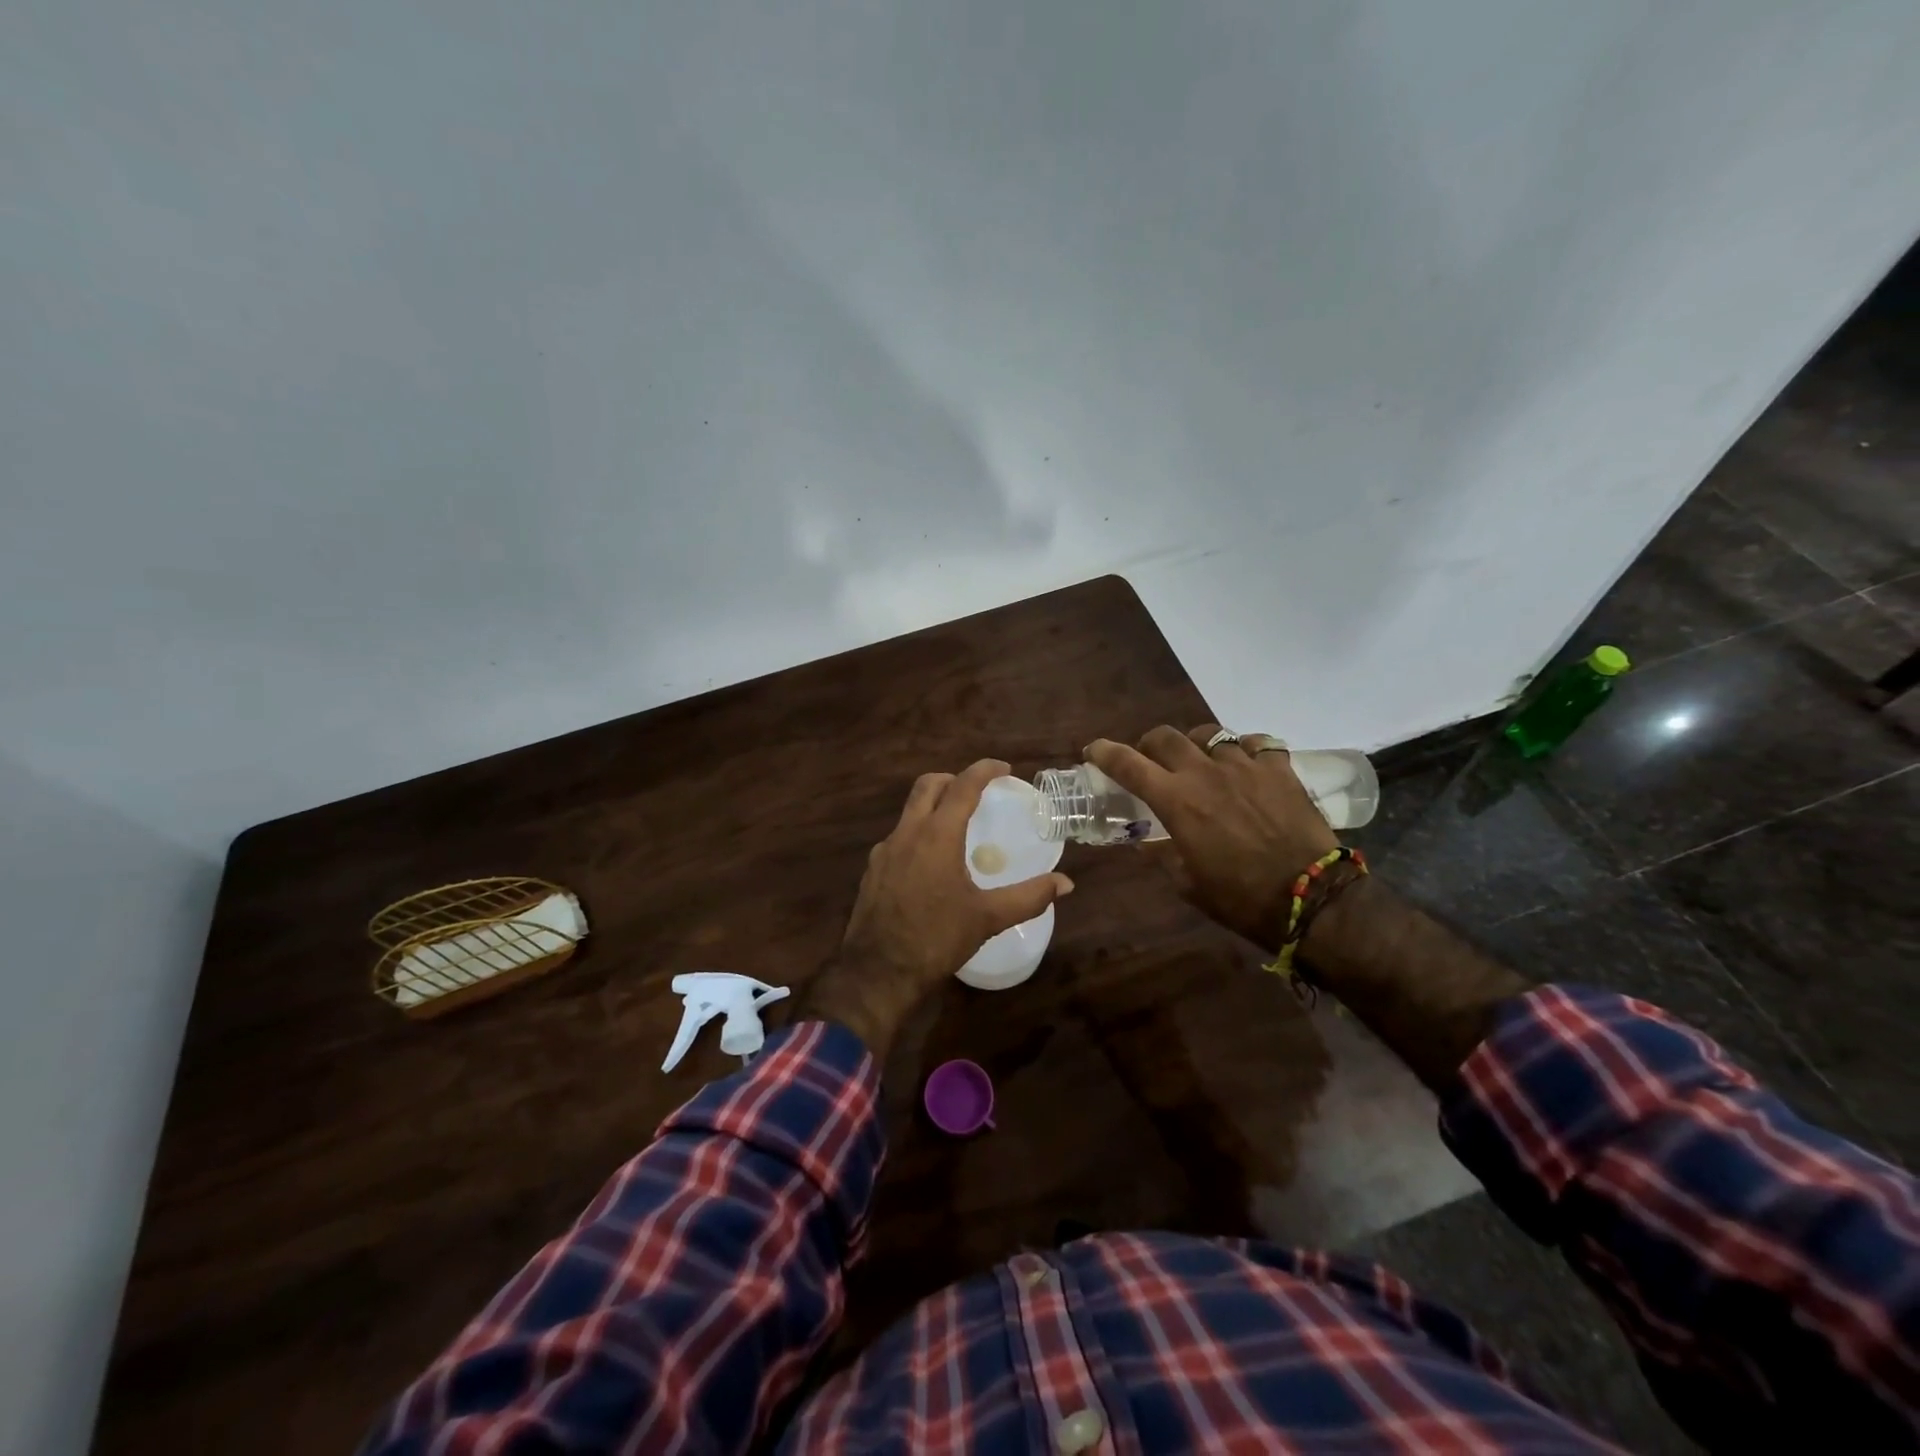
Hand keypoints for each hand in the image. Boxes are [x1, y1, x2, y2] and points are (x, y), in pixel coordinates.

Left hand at [796, 759, 1073, 1058]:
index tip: (1004, 769)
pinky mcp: (872, 870)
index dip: (984, 770)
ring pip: (909, 812)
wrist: (877, 972)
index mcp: (937, 835)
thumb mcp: (988, 918)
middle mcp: (907, 833)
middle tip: (976, 792)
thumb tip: (1066, 884)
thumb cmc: (936, 938)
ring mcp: (884, 851)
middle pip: (927, 786)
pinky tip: (930, 865)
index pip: (962, 786)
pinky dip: (917, 835)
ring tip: (956, 829)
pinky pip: (898, 838)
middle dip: (953, 779)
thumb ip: (1029, 897)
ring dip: (933, 807)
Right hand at [1086, 725, 1337, 949]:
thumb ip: (1162, 854)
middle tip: (1151, 759)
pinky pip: (1256, 742)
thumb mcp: (1187, 883)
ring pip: (1210, 734)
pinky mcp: (1279, 769)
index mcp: (1175, 800)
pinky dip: (1245, 749)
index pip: (1127, 764)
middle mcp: (1204, 772)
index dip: (1104, 752)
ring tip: (1202, 760)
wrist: (1310, 897)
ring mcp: (1245, 766)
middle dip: (1150, 744)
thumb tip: (1147, 842)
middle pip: (1165, 736)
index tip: (1093, 751)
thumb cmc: (1240, 898)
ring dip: (1197, 744)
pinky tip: (1246, 765)